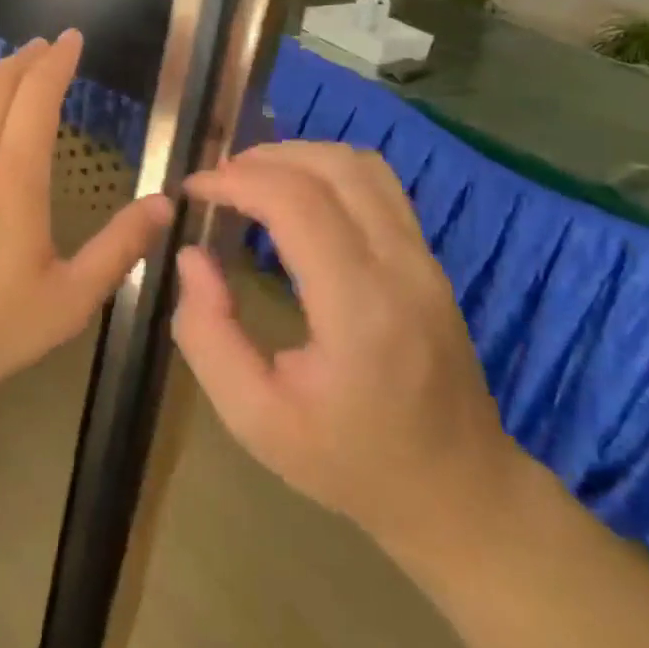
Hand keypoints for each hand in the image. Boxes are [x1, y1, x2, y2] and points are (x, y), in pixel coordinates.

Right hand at [172, 141, 521, 561]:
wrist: (456, 489)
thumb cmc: (348, 462)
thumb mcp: (254, 418)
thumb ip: (207, 334)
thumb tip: (192, 256)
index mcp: (358, 309)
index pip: (296, 202)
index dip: (235, 181)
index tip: (192, 192)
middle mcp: (401, 268)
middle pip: (331, 167)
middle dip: (262, 159)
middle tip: (214, 182)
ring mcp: (424, 260)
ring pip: (361, 165)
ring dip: (297, 157)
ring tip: (249, 181)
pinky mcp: (430, 261)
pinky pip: (379, 186)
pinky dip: (327, 172)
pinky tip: (296, 198)